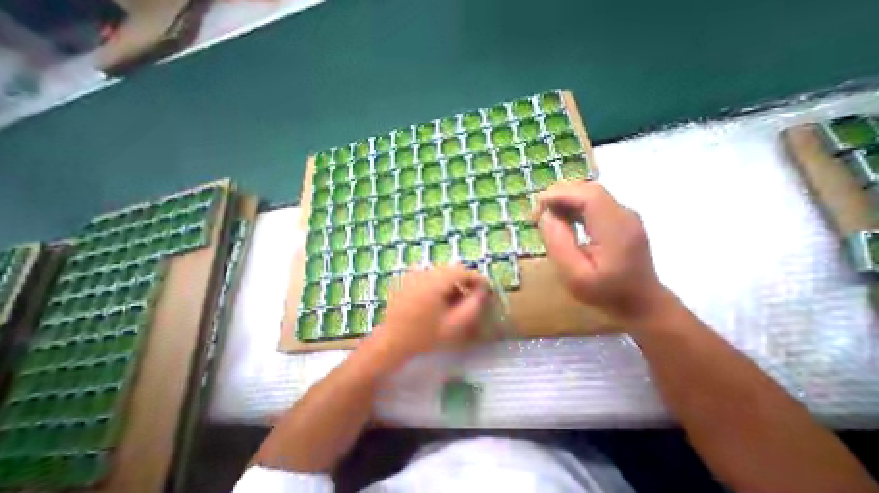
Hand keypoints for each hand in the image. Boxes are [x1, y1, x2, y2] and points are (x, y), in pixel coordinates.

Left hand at [363, 265, 487, 366]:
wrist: (392, 341)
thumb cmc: (424, 335)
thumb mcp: (454, 325)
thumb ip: (473, 306)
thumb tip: (482, 290)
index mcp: (435, 281)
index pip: (462, 271)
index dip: (477, 278)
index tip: (487, 288)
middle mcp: (424, 272)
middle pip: (451, 269)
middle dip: (465, 280)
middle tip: (472, 295)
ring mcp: (413, 273)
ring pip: (441, 271)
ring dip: (452, 281)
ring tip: (455, 299)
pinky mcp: (407, 277)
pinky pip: (429, 273)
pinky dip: (439, 281)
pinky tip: (438, 296)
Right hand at [531, 180, 669, 323]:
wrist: (640, 301)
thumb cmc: (606, 293)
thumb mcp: (574, 276)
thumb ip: (558, 244)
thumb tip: (545, 216)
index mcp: (616, 229)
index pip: (588, 195)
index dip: (559, 194)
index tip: (537, 210)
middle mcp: (623, 215)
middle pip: (587, 190)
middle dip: (558, 196)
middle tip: (537, 216)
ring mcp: (623, 215)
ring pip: (588, 193)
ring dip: (563, 200)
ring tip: (546, 218)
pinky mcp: (619, 218)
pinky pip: (592, 202)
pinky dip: (572, 206)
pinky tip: (562, 221)